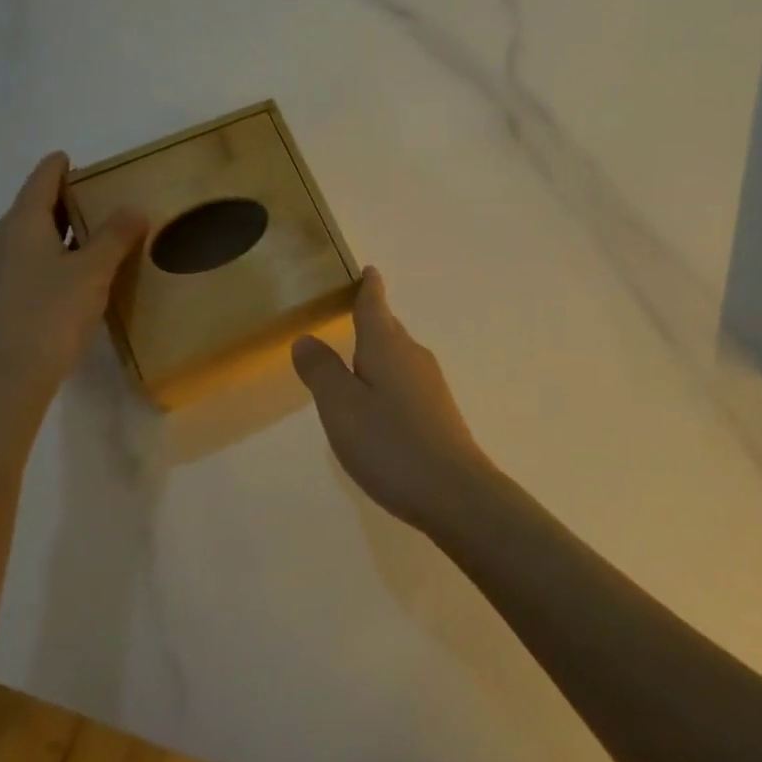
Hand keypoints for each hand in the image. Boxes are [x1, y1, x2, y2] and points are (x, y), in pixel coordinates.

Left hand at [0, 152, 144, 407]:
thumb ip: (115, 236)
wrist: (7, 377)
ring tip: (91, 233)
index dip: (57, 168)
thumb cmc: (51, 313)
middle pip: (31, 208)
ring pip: (28, 237)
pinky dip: (49, 254)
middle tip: (96, 197)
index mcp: (21, 224)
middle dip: (61, 200)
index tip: (71, 158)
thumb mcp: (94, 270)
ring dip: (56, 230)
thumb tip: (135, 208)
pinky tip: (72, 272)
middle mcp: (0, 241)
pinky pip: (26, 261)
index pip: (40, 182)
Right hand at [291, 269, 499, 537]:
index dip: (369, 286)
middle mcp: (413, 356)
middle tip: (351, 309)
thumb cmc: (390, 444)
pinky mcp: (437, 411)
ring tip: (356, 355)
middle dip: (372, 317)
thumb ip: (322, 370)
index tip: (369, 270)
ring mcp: (430, 384)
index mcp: (387, 346)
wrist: (455, 492)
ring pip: (398, 354)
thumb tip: (306, 338)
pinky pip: (406, 379)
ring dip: (379, 350)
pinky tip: (378, 401)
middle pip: (388, 327)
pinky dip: (388, 377)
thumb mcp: (341, 407)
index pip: (374, 305)